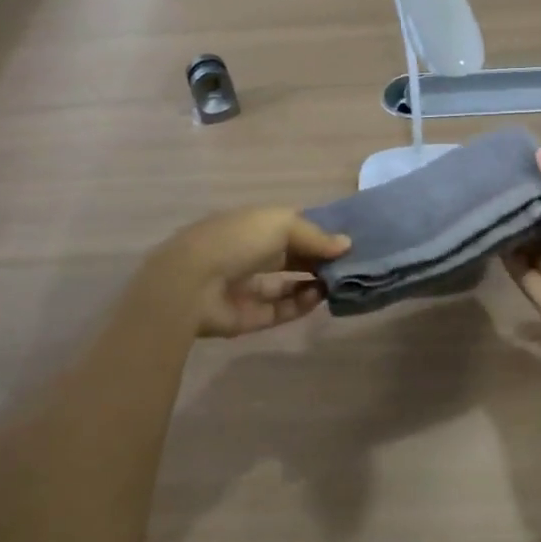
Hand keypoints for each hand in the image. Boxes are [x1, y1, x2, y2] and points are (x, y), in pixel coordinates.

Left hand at [155, 208, 350, 338]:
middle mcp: (249, 254)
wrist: (191, 284)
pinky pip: (279, 310)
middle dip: (318, 259)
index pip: (290, 226)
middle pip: (291, 256)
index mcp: (252, 225)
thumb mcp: (281, 224)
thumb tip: (346, 244)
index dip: (317, 231)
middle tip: (349, 263)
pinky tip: (320, 296)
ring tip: (338, 281)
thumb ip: (315, 236)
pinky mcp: (247, 318)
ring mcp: (246, 287)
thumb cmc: (237, 240)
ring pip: (286, 285)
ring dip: (313, 282)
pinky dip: (301, 304)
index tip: (347, 238)